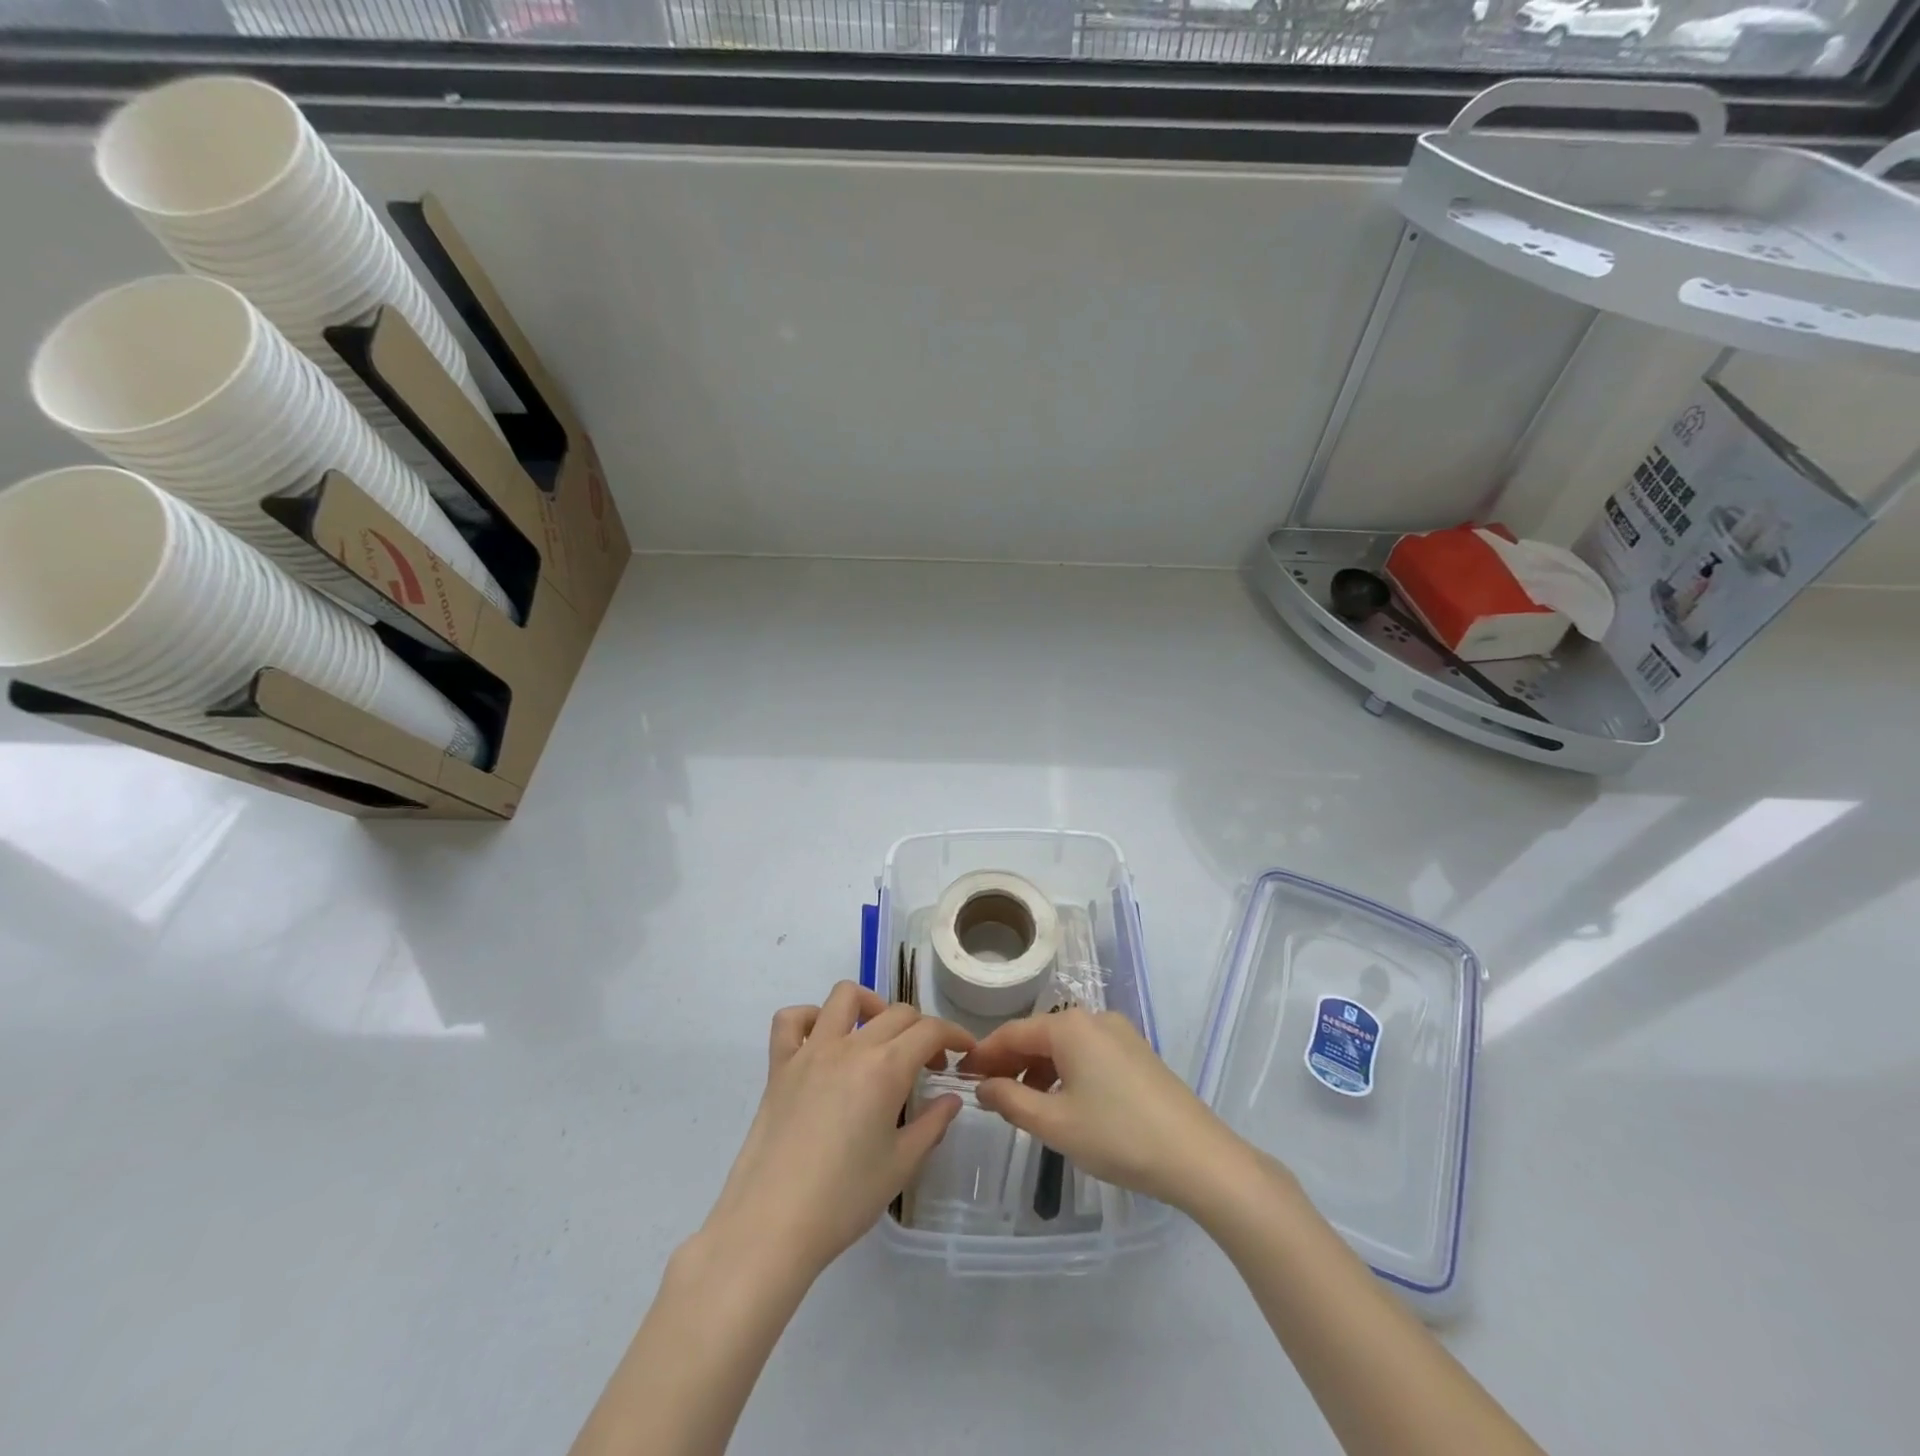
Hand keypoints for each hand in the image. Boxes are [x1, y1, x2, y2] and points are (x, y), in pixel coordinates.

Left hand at [701, 981, 974, 1279]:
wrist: (772, 1225)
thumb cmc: (844, 1199)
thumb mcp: (901, 1165)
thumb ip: (932, 1125)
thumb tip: (952, 1099)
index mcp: (886, 1068)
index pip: (930, 1030)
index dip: (954, 1034)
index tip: (965, 1051)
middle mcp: (850, 1046)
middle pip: (896, 1013)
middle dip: (922, 1029)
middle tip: (929, 1063)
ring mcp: (810, 1051)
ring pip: (844, 996)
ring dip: (870, 1005)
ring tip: (879, 1036)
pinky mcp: (779, 1066)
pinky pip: (791, 1020)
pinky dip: (811, 1018)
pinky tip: (824, 1042)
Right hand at [959, 1008, 1248, 1210]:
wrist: (1197, 1156)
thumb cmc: (1118, 1136)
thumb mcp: (1055, 1123)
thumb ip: (1011, 1099)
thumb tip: (982, 1085)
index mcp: (1070, 1026)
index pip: (1013, 1032)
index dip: (984, 1053)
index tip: (961, 1074)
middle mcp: (1094, 1018)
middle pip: (1039, 1035)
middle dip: (1011, 1061)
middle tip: (986, 1091)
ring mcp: (1120, 1033)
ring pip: (1065, 1045)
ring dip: (1039, 1069)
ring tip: (1022, 1103)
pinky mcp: (1137, 1052)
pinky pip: (1088, 1053)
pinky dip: (1066, 1071)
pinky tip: (1062, 1101)